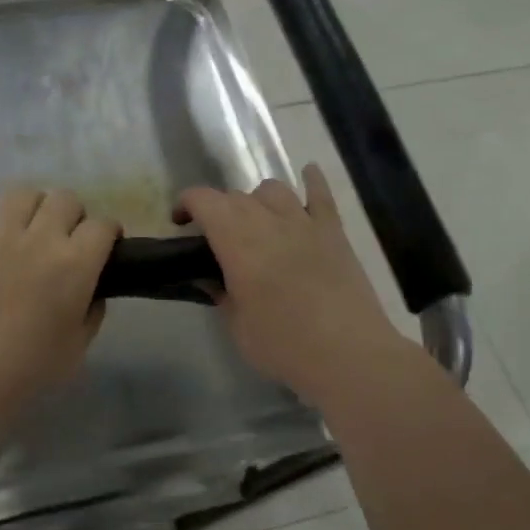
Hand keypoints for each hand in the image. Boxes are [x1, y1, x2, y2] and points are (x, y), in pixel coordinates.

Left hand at [0, 180, 119, 431]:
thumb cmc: (32, 368)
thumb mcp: (80, 346)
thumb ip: (92, 312)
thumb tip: (92, 292)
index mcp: (77, 263)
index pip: (103, 226)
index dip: (108, 232)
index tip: (105, 245)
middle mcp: (43, 238)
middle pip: (66, 200)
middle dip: (73, 214)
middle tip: (66, 237)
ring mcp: (0, 236)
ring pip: (24, 194)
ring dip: (34, 203)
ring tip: (32, 220)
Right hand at [176, 164, 411, 405]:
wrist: (350, 356)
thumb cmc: (283, 345)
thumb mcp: (237, 326)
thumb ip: (221, 294)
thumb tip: (209, 278)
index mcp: (237, 241)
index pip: (204, 200)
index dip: (186, 204)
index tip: (180, 223)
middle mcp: (268, 221)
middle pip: (236, 196)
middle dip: (219, 210)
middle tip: (216, 238)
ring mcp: (305, 223)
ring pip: (273, 189)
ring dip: (257, 200)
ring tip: (256, 222)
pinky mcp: (334, 232)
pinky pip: (321, 195)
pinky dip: (312, 181)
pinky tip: (308, 174)